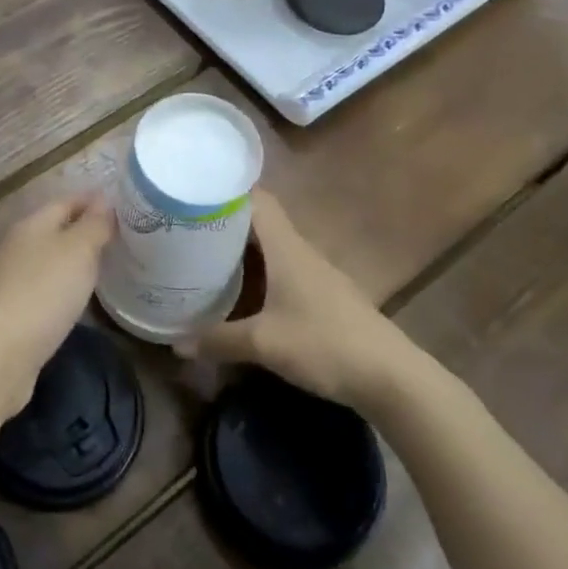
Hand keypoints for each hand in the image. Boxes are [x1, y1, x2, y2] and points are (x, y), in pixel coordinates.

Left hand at [0, 194, 114, 410]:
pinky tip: (81, 300)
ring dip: (76, 261)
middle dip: (86, 231)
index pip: (67, 202)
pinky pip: (46, 290)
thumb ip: (93, 225)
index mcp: (32, 225)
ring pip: (51, 261)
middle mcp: (19, 247)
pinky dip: (65, 289)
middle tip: (125, 238)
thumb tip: (104, 200)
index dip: (94, 202)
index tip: (127, 207)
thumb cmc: (42, 292)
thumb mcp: (78, 251)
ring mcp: (13, 281)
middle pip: (57, 230)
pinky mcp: (14, 313)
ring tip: (109, 267)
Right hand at [177, 191, 418, 410]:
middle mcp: (300, 251)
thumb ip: (218, 340)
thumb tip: (176, 343)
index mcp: (286, 247)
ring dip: (243, 250)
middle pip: (260, 223)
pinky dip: (259, 273)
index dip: (226, 191)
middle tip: (187, 228)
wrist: (391, 377)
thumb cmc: (325, 344)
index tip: (194, 193)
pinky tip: (243, 293)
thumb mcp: (264, 344)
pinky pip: (282, 271)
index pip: (256, 199)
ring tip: (205, 257)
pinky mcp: (323, 297)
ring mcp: (315, 274)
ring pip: (271, 248)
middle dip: (226, 223)